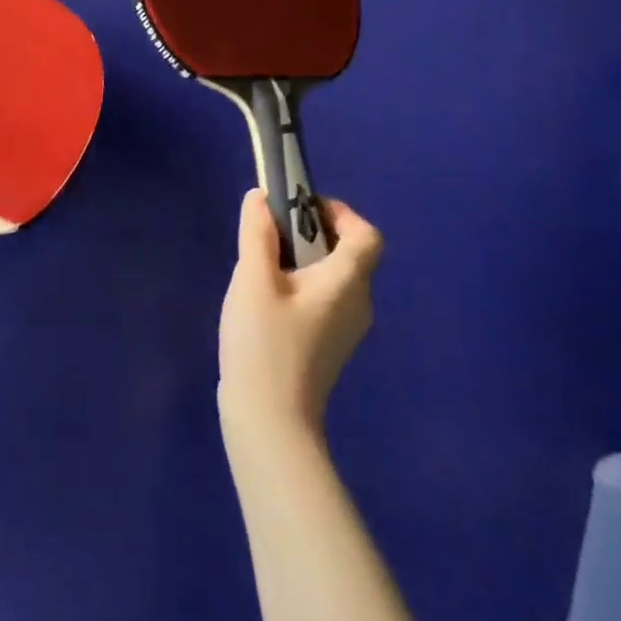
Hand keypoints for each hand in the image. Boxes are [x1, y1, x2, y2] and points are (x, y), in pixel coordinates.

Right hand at [217, 190, 380, 435]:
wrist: (270, 423)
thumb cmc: (265, 343)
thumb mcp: (254, 279)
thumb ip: (257, 233)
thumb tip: (261, 197)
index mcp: (348, 282)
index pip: (366, 235)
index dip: (339, 213)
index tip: (299, 208)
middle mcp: (358, 304)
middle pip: (348, 253)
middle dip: (311, 232)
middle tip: (270, 234)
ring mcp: (346, 330)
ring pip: (333, 277)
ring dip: (302, 260)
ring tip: (261, 266)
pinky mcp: (329, 347)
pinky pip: (324, 300)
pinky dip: (301, 286)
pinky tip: (265, 301)